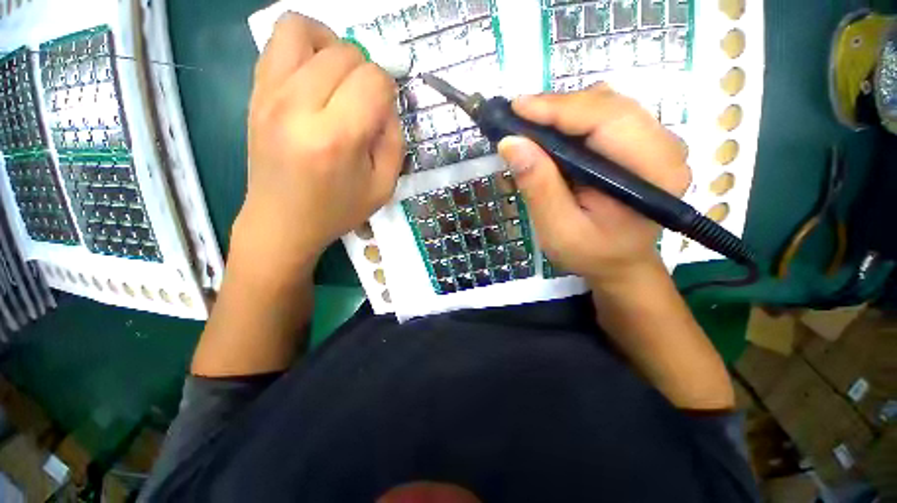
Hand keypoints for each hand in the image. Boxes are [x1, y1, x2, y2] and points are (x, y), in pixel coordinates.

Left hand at [233, 13, 403, 282]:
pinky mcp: (255, 92)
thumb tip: (386, 104)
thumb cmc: (337, 210)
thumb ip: (394, 140)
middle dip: (366, 72)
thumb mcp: (383, 186)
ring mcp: (269, 94)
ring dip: (332, 46)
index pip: (373, 81)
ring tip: (339, 76)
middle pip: (345, 53)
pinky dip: (304, 46)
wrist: (282, 221)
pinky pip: (278, 41)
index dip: (388, 92)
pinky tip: (315, 76)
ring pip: (303, 29)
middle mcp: (298, 107)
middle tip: (365, 102)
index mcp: (336, 138)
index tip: (383, 114)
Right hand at [497, 84, 688, 288]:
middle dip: (558, 107)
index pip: (607, 120)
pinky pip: (608, 115)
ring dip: (565, 112)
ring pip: (608, 105)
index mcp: (651, 173)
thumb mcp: (558, 229)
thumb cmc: (590, 253)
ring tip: (533, 128)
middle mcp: (665, 148)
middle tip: (518, 119)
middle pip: (609, 105)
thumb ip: (538, 186)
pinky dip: (575, 119)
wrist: (620, 263)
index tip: (516, 108)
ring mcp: (658, 142)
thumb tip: (511, 143)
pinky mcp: (644, 143)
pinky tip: (555, 135)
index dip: (558, 109)